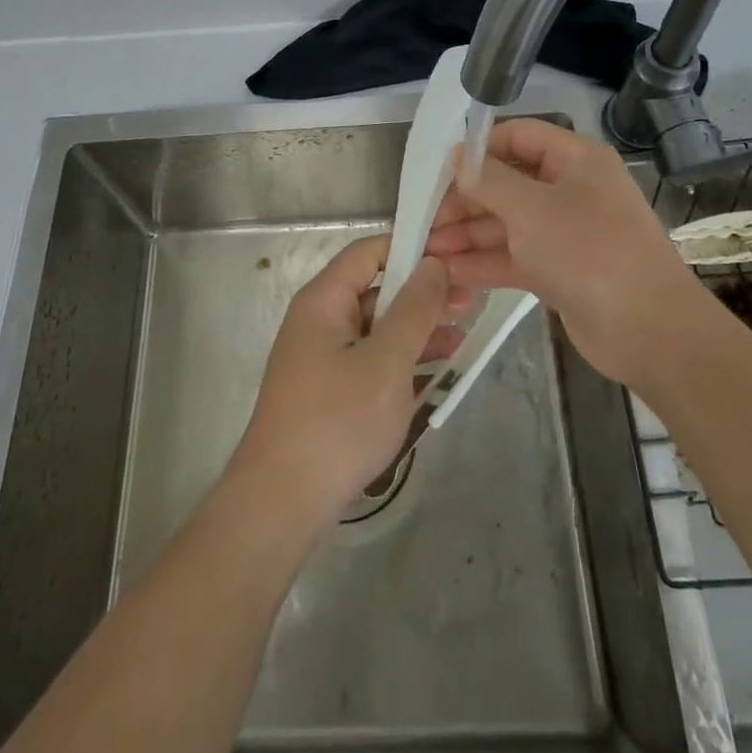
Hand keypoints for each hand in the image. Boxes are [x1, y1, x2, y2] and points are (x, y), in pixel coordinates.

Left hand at [226, 236, 466, 537]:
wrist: (281, 503)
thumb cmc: (337, 421)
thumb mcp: (386, 361)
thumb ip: (414, 309)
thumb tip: (434, 263)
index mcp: (324, 300)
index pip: (369, 252)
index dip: (411, 249)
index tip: (454, 259)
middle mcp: (320, 321)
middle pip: (376, 290)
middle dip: (422, 295)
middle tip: (470, 304)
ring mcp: (322, 358)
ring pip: (377, 329)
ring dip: (417, 331)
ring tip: (463, 339)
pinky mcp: (329, 392)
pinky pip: (371, 361)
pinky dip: (401, 361)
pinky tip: (436, 373)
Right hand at [425, 118, 702, 386]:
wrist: (649, 330)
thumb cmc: (588, 252)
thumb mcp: (531, 209)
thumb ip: (489, 181)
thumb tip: (458, 159)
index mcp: (574, 160)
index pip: (518, 137)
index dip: (477, 150)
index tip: (439, 172)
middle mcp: (570, 189)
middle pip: (507, 183)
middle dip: (465, 201)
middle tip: (425, 220)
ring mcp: (565, 232)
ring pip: (507, 223)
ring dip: (468, 235)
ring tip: (426, 251)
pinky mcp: (560, 270)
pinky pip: (515, 256)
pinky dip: (484, 262)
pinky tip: (449, 273)